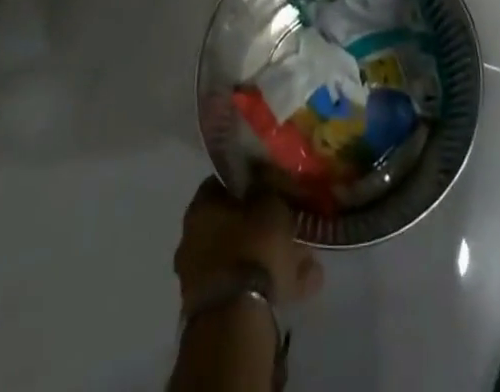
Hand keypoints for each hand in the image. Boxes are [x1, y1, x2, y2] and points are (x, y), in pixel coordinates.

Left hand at [173, 178, 325, 307]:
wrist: (235, 321)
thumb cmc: (252, 247)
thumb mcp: (270, 202)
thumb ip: (269, 186)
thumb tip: (266, 178)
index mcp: (200, 207)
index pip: (224, 184)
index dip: (251, 183)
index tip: (274, 187)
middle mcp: (193, 239)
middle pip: (235, 224)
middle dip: (265, 227)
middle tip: (294, 228)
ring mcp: (200, 278)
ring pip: (243, 259)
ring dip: (272, 258)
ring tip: (307, 261)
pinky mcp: (213, 310)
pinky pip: (245, 288)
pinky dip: (270, 285)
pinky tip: (301, 286)